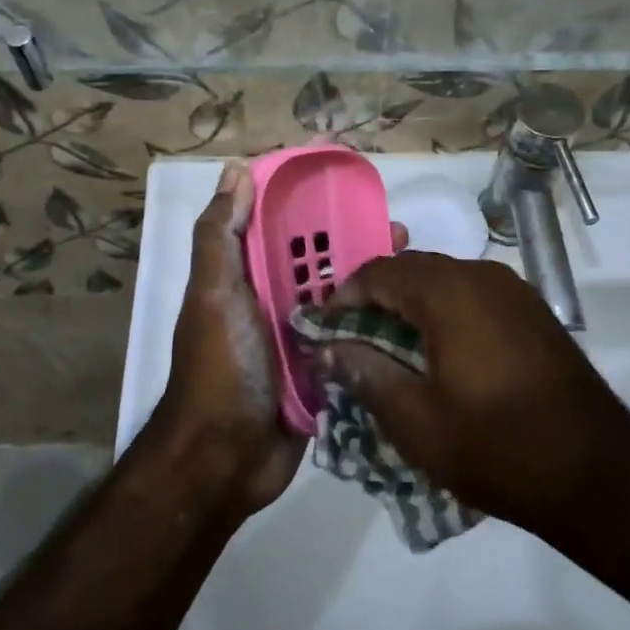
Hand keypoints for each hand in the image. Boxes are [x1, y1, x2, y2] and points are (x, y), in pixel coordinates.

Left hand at [155, 161, 406, 518]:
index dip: (315, 205)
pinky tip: (415, 314)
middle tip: (401, 233)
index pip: (284, 230)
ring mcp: (304, 338)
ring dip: (376, 282)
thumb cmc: (221, 366)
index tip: (355, 188)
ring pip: (344, 299)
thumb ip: (220, 235)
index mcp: (249, 278)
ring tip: (417, 268)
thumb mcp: (213, 293)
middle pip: (322, 262)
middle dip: (358, 243)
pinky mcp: (326, 371)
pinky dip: (379, 325)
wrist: (225, 459)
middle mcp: (276, 303)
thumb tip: (236, 170)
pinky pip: (354, 339)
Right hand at [321, 252, 629, 541]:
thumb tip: (329, 349)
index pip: (380, 272)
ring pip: (445, 278)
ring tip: (390, 344)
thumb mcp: (416, 422)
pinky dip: (445, 308)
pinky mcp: (533, 311)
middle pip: (413, 268)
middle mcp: (481, 275)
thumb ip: (367, 374)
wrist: (598, 474)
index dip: (345, 296)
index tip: (325, 328)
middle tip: (352, 336)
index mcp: (448, 292)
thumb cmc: (496, 448)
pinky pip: (474, 293)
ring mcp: (514, 290)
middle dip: (377, 296)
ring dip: (412, 301)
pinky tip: (439, 348)